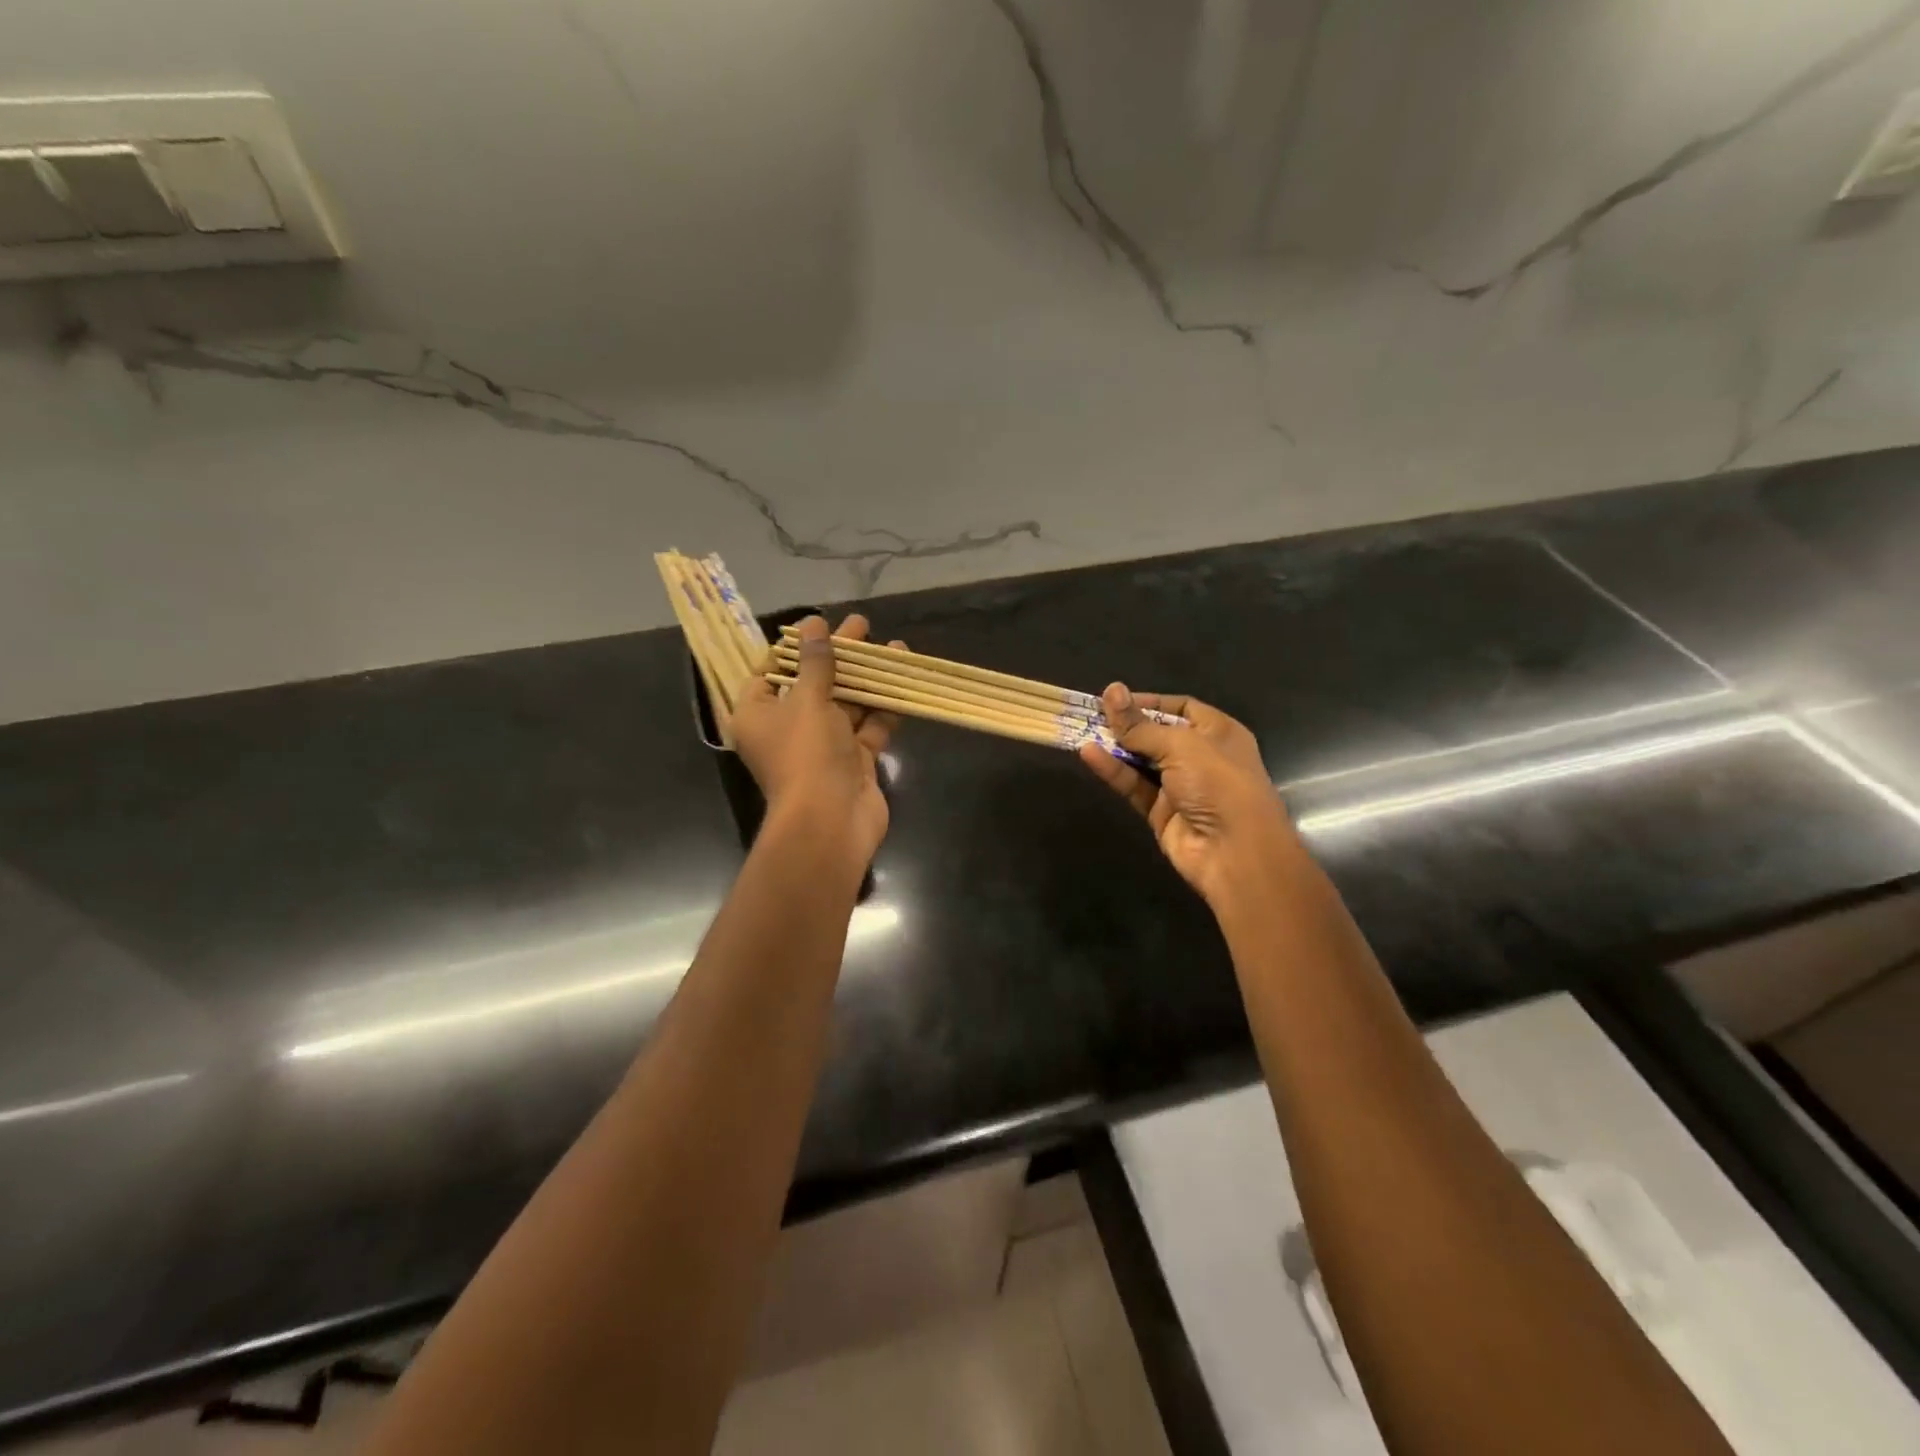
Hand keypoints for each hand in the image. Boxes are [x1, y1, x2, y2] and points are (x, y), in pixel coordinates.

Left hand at [732, 614, 900, 867]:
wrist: (831, 821)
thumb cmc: (806, 754)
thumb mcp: (808, 700)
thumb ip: (815, 661)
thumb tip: (813, 624)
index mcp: (758, 714)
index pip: (769, 672)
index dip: (793, 648)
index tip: (817, 627)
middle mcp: (787, 729)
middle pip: (813, 684)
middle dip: (840, 656)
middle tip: (863, 626)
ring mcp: (822, 746)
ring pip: (845, 704)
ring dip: (867, 677)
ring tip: (892, 646)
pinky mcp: (853, 760)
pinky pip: (868, 726)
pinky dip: (883, 706)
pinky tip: (901, 679)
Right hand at [1077, 686, 1301, 909]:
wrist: (1235, 852)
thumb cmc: (1218, 783)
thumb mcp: (1180, 745)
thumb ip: (1140, 725)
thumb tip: (1111, 690)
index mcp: (1218, 732)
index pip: (1180, 708)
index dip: (1149, 702)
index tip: (1115, 699)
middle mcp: (1200, 756)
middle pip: (1157, 734)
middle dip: (1126, 724)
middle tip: (1091, 713)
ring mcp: (1180, 786)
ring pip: (1141, 761)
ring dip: (1115, 747)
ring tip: (1082, 730)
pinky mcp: (1161, 811)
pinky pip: (1134, 786)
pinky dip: (1113, 771)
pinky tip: (1089, 755)